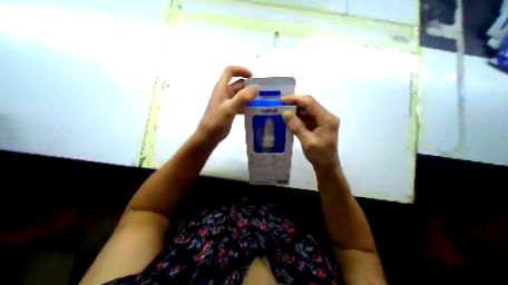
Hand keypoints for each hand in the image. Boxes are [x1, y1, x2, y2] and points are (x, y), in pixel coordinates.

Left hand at [196, 65, 255, 142]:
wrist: (209, 135)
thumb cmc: (217, 120)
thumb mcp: (230, 108)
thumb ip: (242, 97)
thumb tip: (256, 88)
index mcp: (222, 88)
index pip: (230, 71)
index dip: (240, 70)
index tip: (252, 76)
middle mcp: (225, 93)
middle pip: (238, 84)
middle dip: (249, 86)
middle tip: (262, 92)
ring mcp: (227, 102)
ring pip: (240, 95)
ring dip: (249, 96)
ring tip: (261, 101)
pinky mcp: (230, 110)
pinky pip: (240, 104)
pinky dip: (247, 105)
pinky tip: (254, 110)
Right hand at [280, 96, 338, 167]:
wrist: (326, 165)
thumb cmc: (319, 155)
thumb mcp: (307, 142)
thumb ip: (297, 127)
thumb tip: (285, 113)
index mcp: (327, 119)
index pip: (310, 103)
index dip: (295, 99)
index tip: (282, 100)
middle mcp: (326, 116)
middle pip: (309, 104)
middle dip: (294, 103)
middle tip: (280, 105)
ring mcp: (322, 120)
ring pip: (307, 109)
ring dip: (295, 109)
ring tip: (282, 110)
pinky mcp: (318, 124)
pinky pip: (306, 116)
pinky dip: (297, 116)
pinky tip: (289, 117)